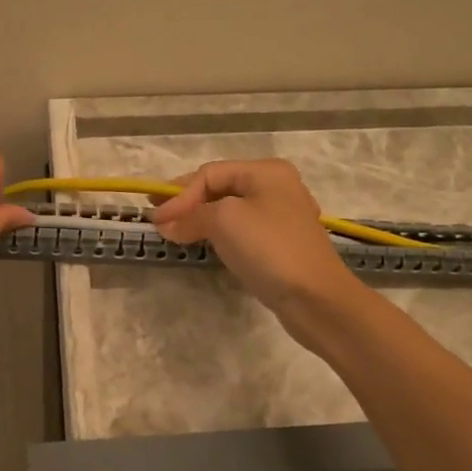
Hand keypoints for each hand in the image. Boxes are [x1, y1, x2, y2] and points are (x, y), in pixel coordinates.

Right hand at [151, 159, 367, 343]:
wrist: (315, 298)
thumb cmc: (269, 248)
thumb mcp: (224, 221)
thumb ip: (191, 216)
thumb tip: (165, 224)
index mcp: (266, 172)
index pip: (210, 173)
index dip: (180, 194)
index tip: (156, 219)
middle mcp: (276, 187)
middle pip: (220, 187)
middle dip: (188, 203)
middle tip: (159, 218)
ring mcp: (281, 216)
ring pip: (230, 210)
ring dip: (200, 218)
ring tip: (175, 231)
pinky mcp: (281, 244)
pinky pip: (241, 230)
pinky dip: (218, 233)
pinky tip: (205, 243)